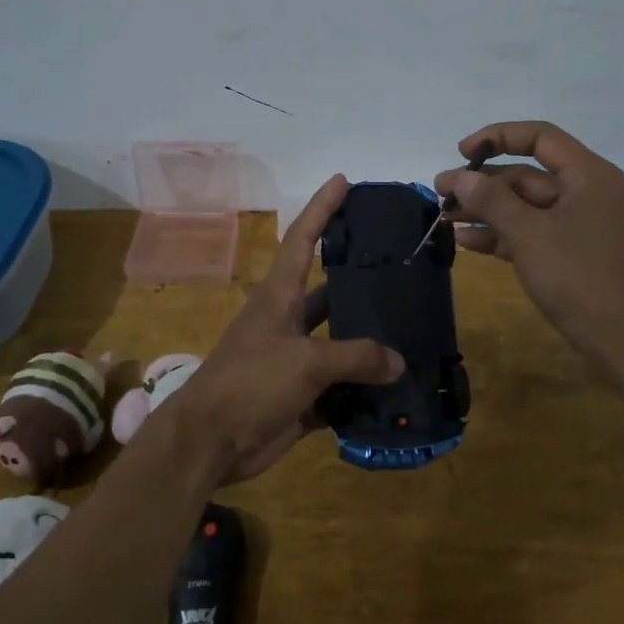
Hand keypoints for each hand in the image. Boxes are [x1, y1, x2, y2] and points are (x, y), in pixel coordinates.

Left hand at [166, 174, 403, 482]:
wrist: (210, 442)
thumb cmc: (250, 383)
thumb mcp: (305, 361)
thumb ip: (356, 357)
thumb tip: (399, 362)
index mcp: (280, 296)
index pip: (302, 239)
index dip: (321, 208)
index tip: (342, 181)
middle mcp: (288, 321)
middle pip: (331, 292)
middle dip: (362, 280)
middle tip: (404, 268)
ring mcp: (294, 360)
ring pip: (340, 343)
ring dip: (370, 343)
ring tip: (413, 332)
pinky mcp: (300, 397)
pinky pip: (340, 388)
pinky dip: (364, 391)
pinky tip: (398, 390)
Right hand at [435, 121, 623, 361]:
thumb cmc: (580, 276)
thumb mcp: (530, 234)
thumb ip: (492, 201)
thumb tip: (460, 177)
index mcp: (586, 174)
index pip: (539, 137)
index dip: (498, 136)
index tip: (461, 152)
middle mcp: (583, 192)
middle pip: (526, 174)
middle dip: (482, 182)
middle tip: (440, 193)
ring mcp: (576, 225)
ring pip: (523, 206)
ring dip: (484, 210)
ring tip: (444, 217)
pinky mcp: (567, 254)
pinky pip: (527, 233)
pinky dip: (499, 235)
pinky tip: (465, 241)